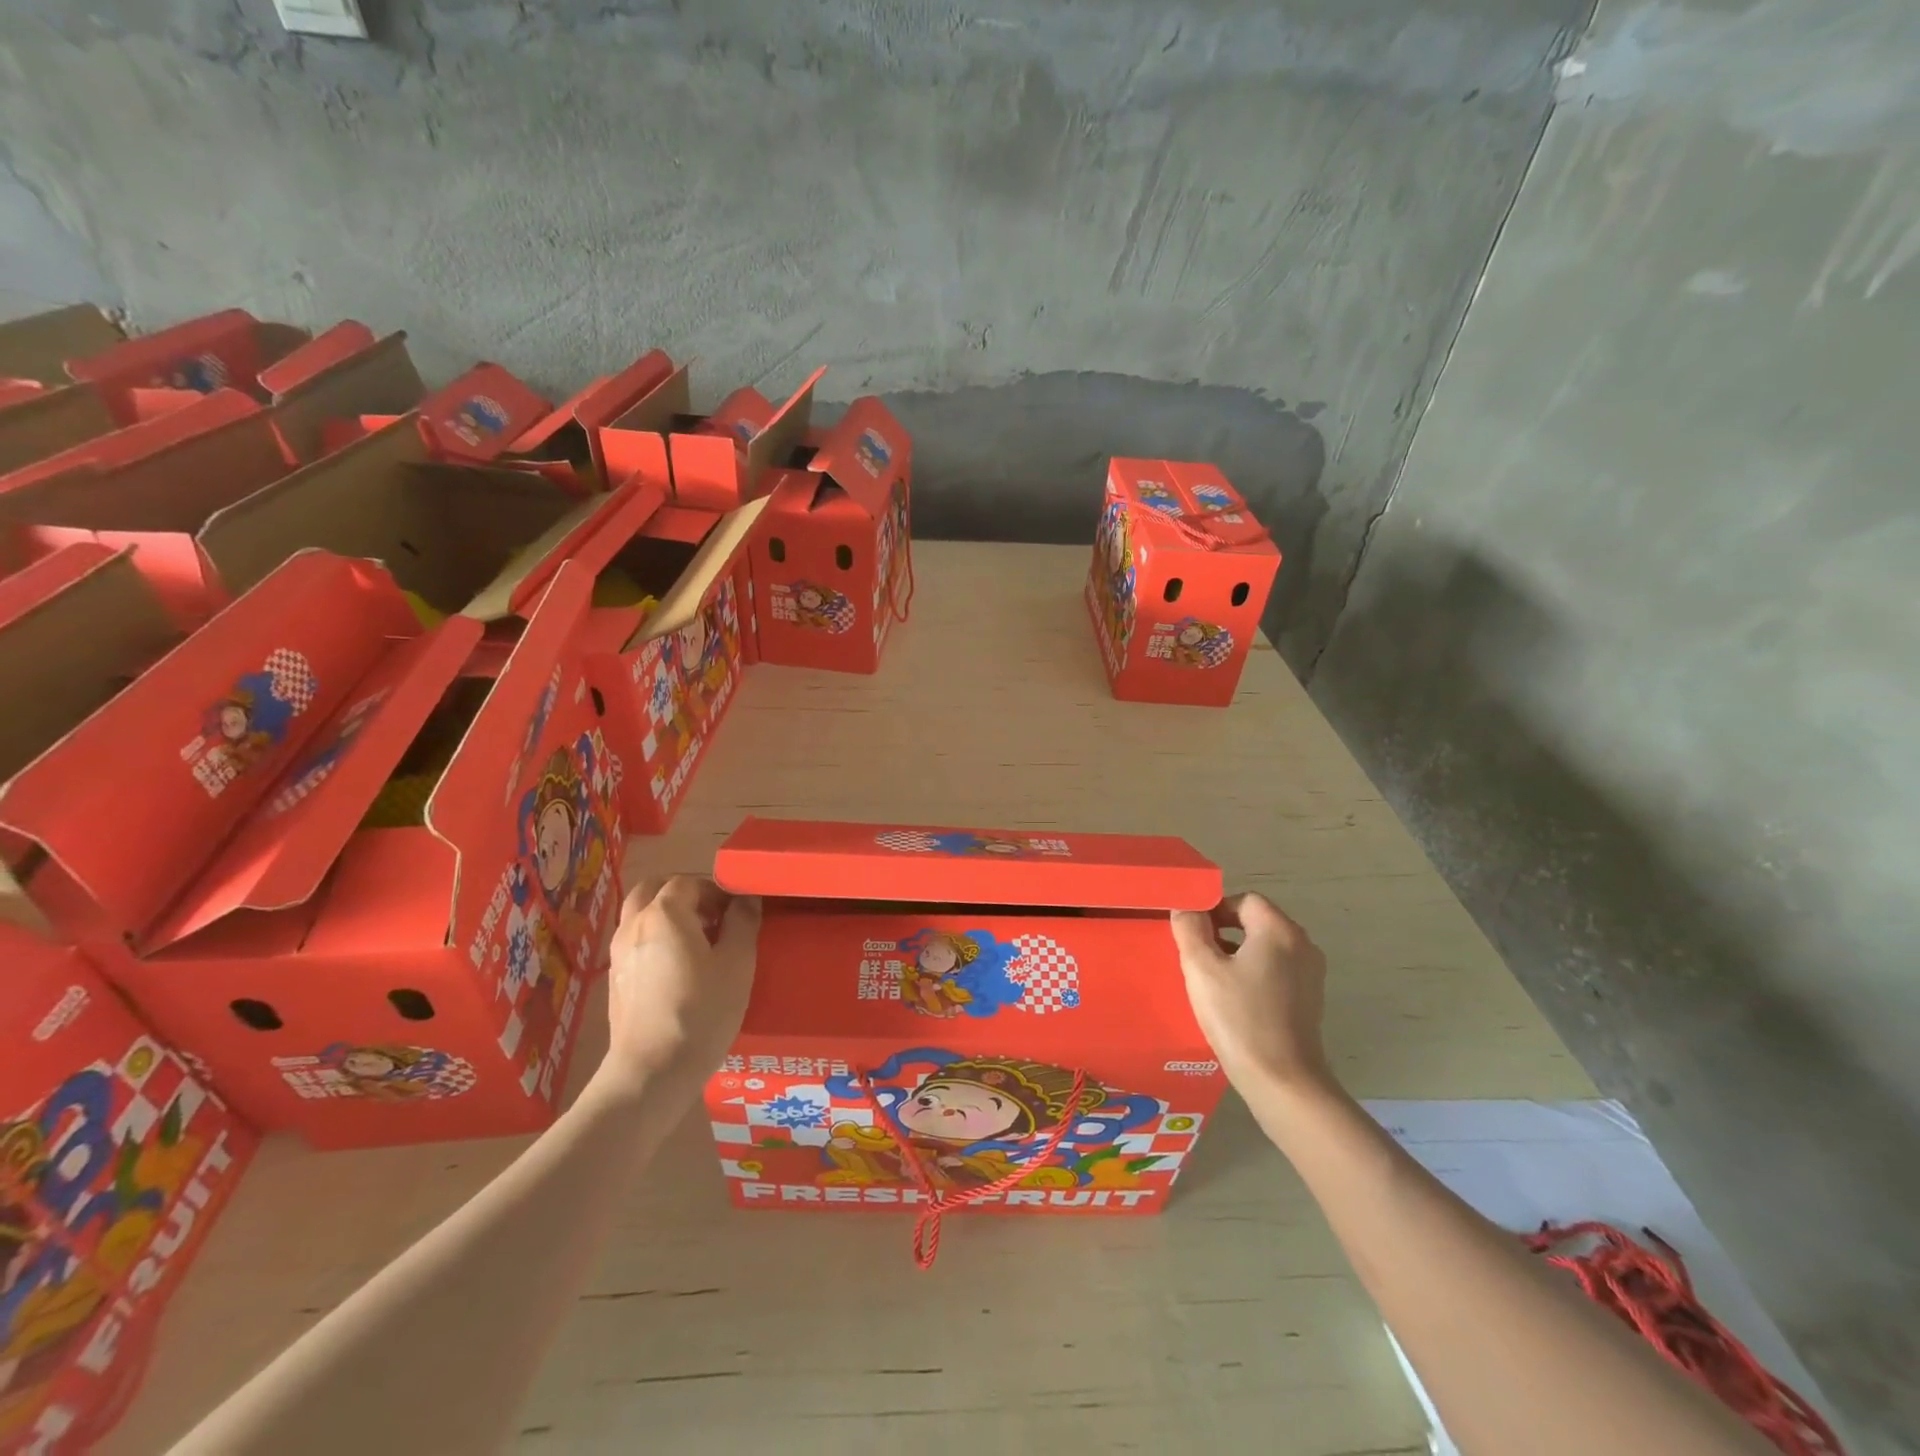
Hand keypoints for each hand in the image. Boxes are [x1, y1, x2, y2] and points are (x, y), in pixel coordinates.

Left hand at [600, 875, 759, 1095]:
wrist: (652, 1072)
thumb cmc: (702, 1011)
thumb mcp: (738, 963)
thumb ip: (743, 922)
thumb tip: (746, 898)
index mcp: (663, 913)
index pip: (689, 881)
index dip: (717, 888)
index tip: (739, 908)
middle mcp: (634, 925)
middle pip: (654, 889)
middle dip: (685, 892)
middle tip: (715, 913)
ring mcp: (619, 953)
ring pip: (640, 914)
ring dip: (668, 912)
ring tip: (700, 938)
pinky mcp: (616, 980)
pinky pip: (636, 940)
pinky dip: (656, 936)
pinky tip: (680, 965)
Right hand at [1171, 893, 1332, 1096]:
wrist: (1283, 1082)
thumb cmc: (1239, 1018)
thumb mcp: (1202, 969)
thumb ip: (1190, 929)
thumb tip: (1186, 907)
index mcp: (1279, 930)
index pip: (1244, 900)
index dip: (1215, 909)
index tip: (1192, 932)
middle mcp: (1302, 945)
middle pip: (1257, 921)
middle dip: (1224, 931)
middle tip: (1196, 955)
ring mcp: (1310, 974)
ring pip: (1266, 947)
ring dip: (1238, 954)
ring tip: (1211, 979)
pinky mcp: (1310, 999)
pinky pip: (1276, 971)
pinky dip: (1254, 974)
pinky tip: (1234, 1000)